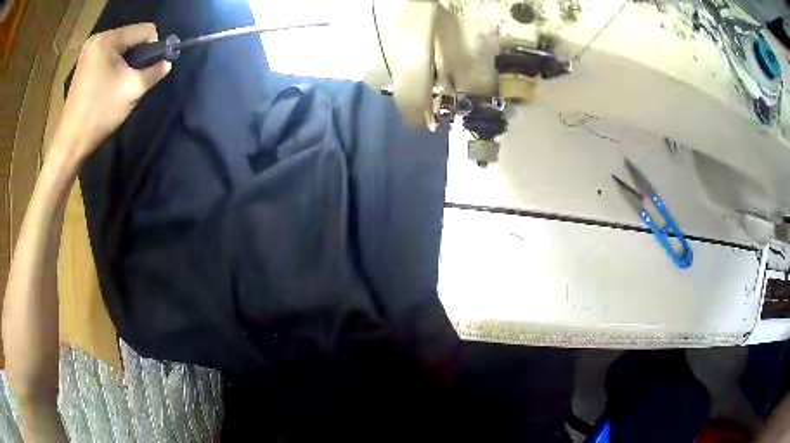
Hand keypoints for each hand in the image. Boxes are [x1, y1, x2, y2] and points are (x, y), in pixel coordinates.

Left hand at [57, 23, 171, 157]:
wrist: (72, 142)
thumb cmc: (100, 113)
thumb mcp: (133, 90)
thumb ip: (155, 71)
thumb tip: (168, 63)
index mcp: (108, 39)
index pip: (145, 30)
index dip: (154, 48)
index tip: (149, 70)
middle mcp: (98, 38)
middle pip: (131, 37)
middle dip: (138, 55)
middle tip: (133, 79)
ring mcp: (88, 51)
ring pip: (120, 47)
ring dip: (127, 62)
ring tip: (121, 83)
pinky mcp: (84, 63)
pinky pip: (108, 55)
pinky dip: (115, 66)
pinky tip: (110, 83)